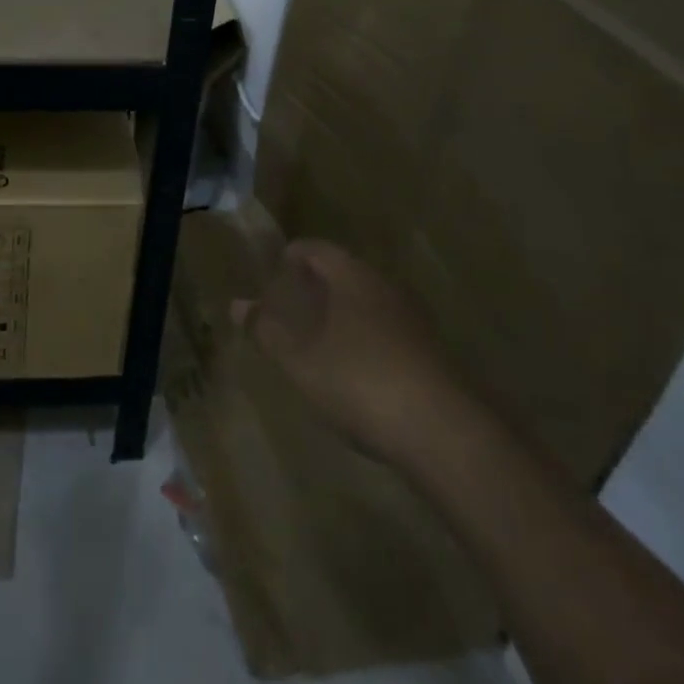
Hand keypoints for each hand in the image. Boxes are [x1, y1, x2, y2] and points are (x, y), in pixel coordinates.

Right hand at [232, 240, 471, 467]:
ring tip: (318, 339)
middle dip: (316, 286)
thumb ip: (266, 330)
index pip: (316, 249)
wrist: (446, 435)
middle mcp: (385, 287)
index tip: (273, 273)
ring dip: (342, 314)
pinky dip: (366, 338)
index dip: (291, 256)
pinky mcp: (433, 353)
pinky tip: (355, 370)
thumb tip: (237, 305)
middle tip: (290, 307)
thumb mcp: (300, 359)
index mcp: (351, 276)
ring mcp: (415, 320)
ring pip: (368, 303)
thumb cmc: (360, 381)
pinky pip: (388, 331)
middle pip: (344, 273)